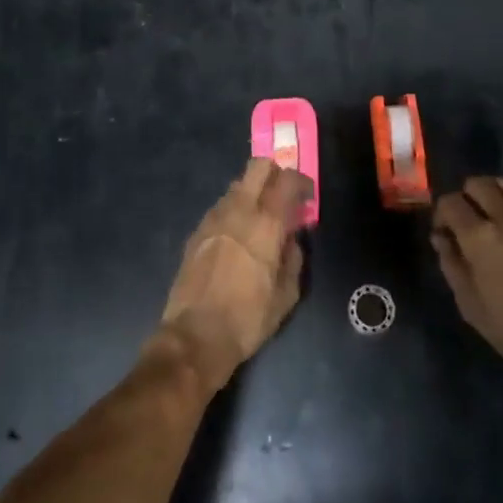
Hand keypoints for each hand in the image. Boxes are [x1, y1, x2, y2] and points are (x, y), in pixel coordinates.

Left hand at [160, 158, 309, 391]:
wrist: (196, 335)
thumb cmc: (248, 318)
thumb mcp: (286, 295)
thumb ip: (294, 258)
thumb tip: (292, 239)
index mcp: (266, 224)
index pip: (286, 180)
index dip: (301, 182)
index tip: (307, 197)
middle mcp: (239, 211)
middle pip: (257, 166)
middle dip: (274, 173)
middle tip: (283, 196)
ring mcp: (213, 218)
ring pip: (237, 185)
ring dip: (253, 193)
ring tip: (260, 220)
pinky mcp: (197, 231)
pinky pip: (221, 207)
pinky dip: (234, 211)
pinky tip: (237, 237)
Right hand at [432, 177, 502, 384]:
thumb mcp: (469, 304)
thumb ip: (451, 263)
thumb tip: (440, 236)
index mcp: (479, 238)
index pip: (450, 202)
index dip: (442, 214)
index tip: (446, 232)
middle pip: (478, 184)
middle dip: (467, 198)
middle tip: (471, 221)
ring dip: (496, 194)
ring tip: (498, 215)